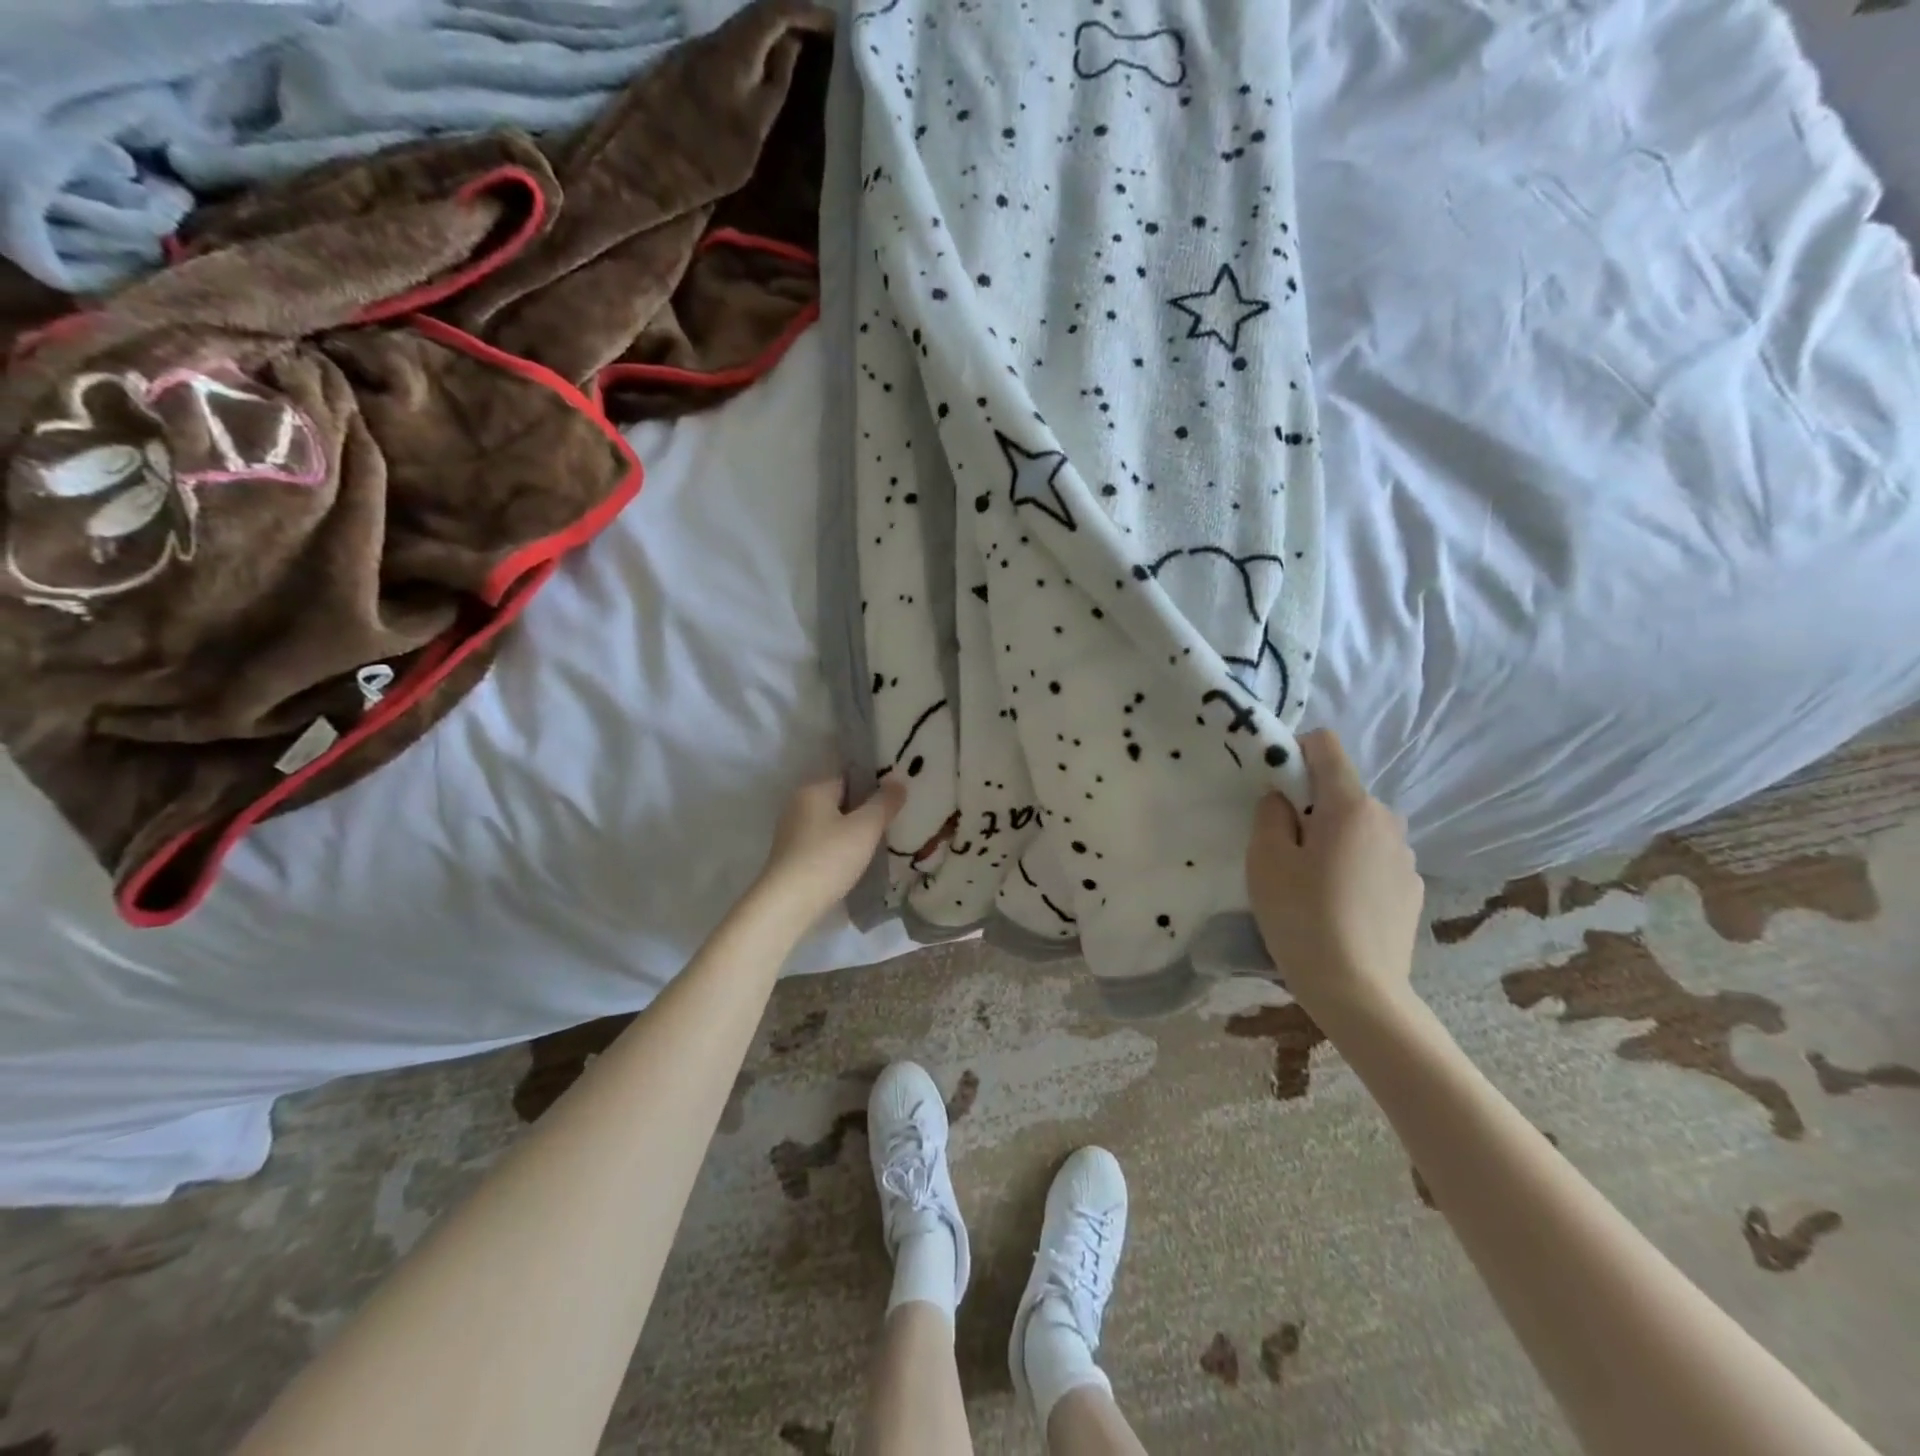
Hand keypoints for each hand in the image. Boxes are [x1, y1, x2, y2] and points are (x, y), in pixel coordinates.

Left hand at [756, 776, 905, 921]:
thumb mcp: (865, 828)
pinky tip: (856, 862)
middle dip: (865, 810)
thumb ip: (884, 803)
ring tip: (880, 843)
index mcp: (813, 790)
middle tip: (893, 821)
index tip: (896, 798)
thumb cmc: (828, 858)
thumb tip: (898, 782)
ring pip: (832, 823)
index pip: (849, 776)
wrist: (787, 905)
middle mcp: (798, 805)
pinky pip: (823, 843)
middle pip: (840, 800)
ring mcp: (792, 832)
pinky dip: (840, 848)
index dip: (874, 784)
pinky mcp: (791, 856)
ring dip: (853, 831)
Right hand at [1246, 729, 1424, 1015]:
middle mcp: (1387, 820)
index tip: (1274, 787)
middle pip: (1341, 791)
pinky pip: (1374, 858)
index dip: (1295, 752)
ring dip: (1334, 838)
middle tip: (1284, 849)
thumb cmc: (1301, 917)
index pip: (1326, 746)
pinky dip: (1353, 866)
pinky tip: (1338, 906)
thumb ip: (1270, 813)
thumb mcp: (1265, 859)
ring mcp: (1406, 856)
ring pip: (1358, 827)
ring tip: (1312, 883)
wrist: (1358, 990)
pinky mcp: (1412, 888)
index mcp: (1350, 805)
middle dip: (1311, 806)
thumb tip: (1283, 798)